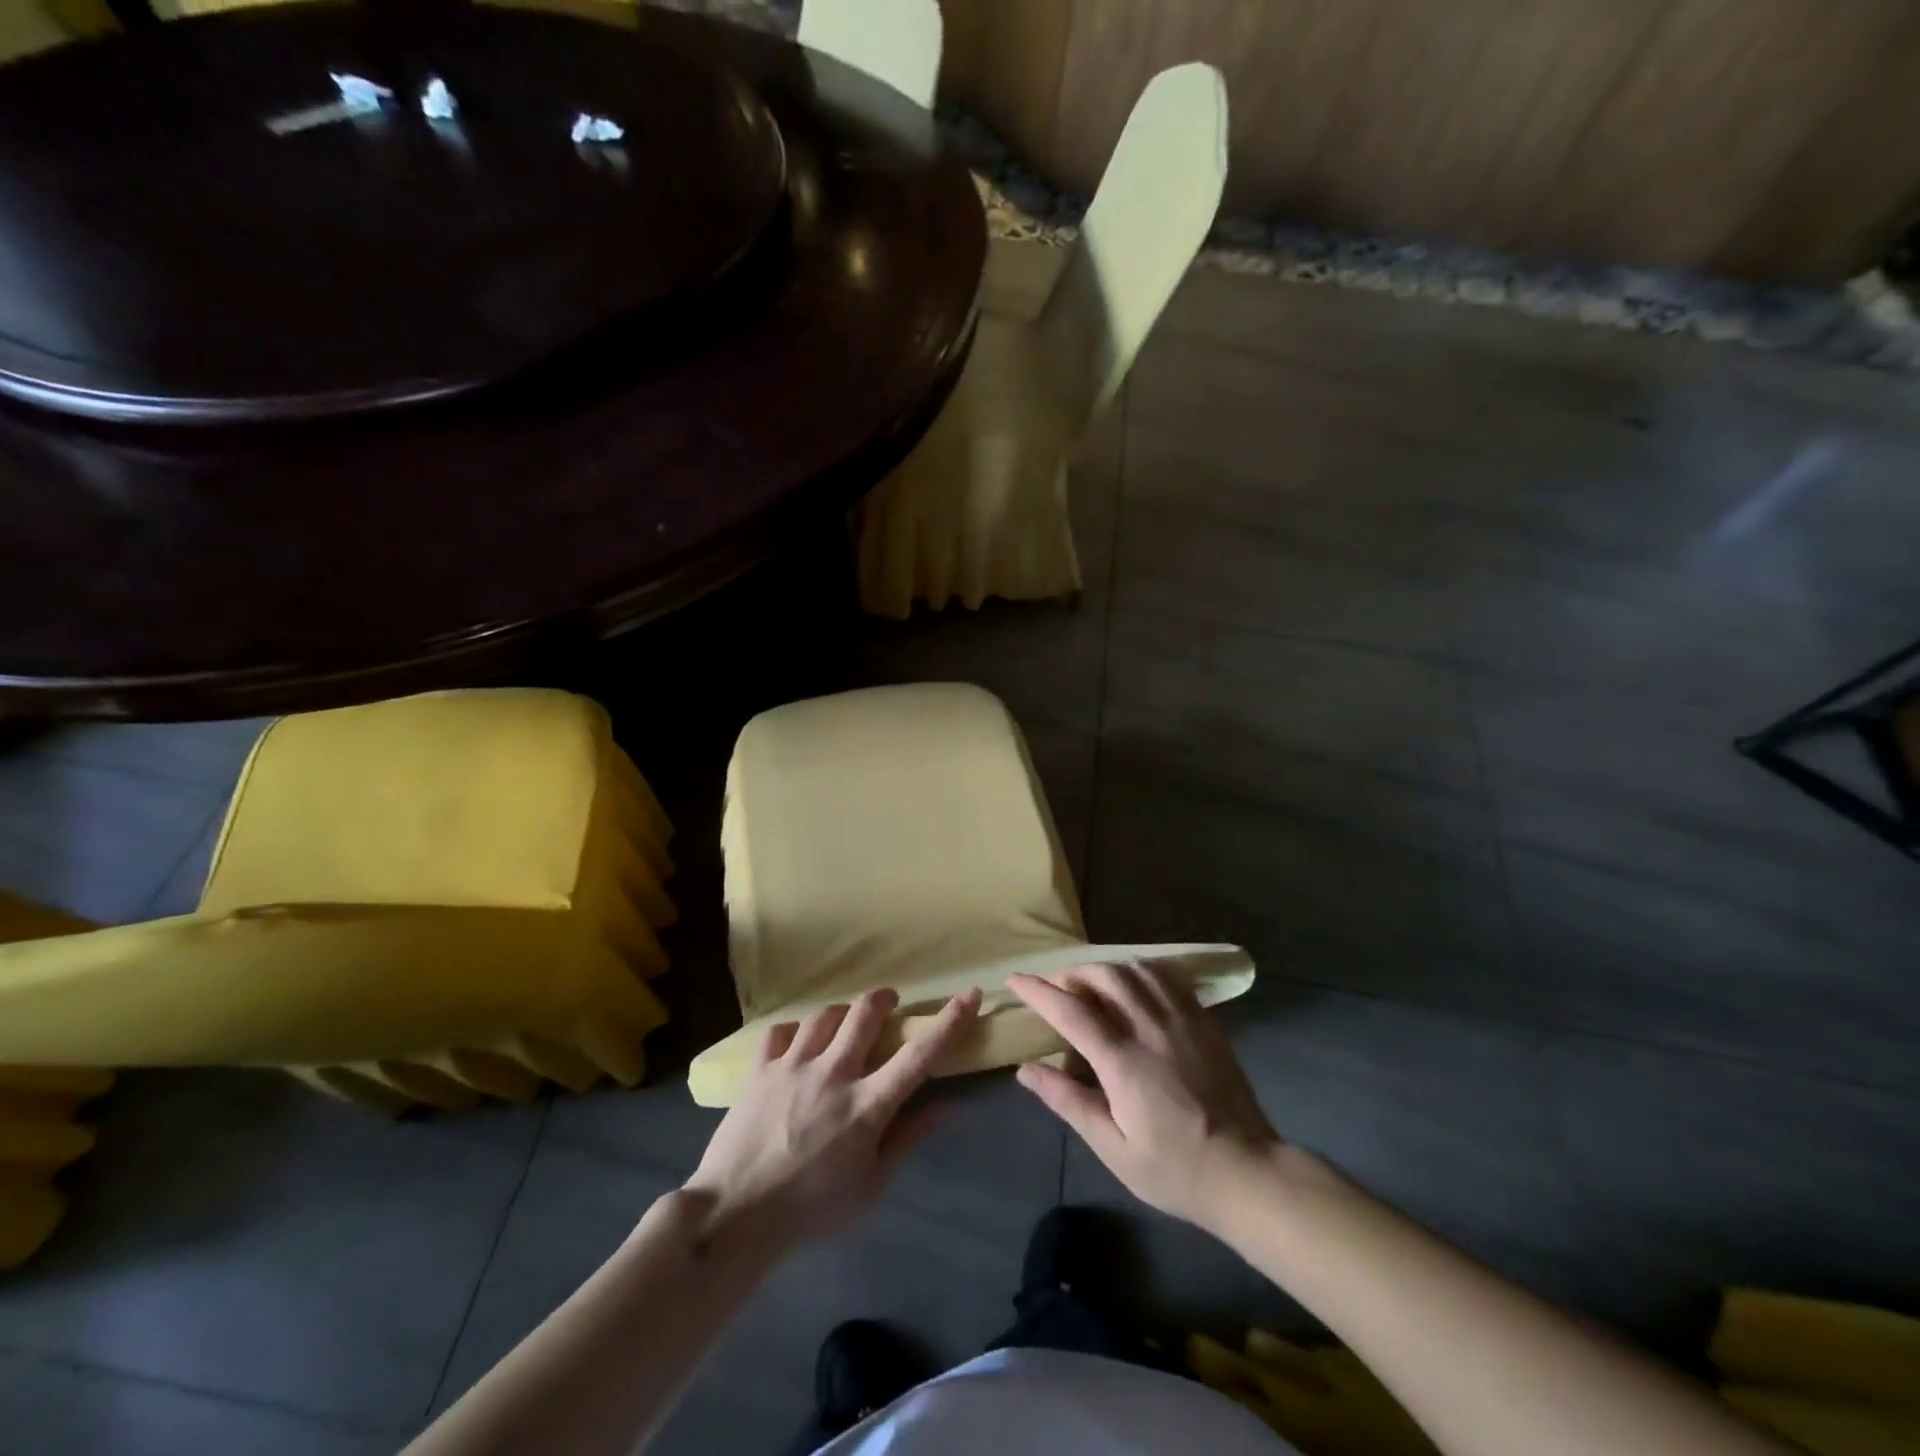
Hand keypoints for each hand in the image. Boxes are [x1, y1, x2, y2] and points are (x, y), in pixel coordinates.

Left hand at [683, 987, 980, 1246]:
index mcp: (867, 1105)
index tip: (970, 995)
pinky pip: (780, 1031)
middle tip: (888, 1003)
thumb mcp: (871, 1186)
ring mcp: (793, 1066)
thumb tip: (949, 1106)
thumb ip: (908, 1138)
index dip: (949, 1022)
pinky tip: (796, 1045)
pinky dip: (794, 1032)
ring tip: (842, 1024)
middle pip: (865, 1013)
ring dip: (840, 1014)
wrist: (734, 1217)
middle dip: (883, 999)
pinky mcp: (760, 1069)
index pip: (919, 1056)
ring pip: (824, 1015)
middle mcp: (834, 1074)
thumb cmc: (811, 1209)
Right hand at [1009, 963, 1278, 1231]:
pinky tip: (1134, 987)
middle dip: (1071, 975)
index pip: (1070, 1011)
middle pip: (1103, 977)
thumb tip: (1025, 1070)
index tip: (1016, 980)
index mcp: (1123, 1060)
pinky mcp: (1204, 1020)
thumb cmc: (1174, 1168)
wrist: (1247, 1171)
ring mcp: (1182, 1018)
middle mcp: (1151, 1027)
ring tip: (1091, 986)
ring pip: (1135, 970)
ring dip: (1105, 970)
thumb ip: (1068, 1102)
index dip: (1039, 991)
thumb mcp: (1113, 1148)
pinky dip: (1140, 973)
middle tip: (1056, 990)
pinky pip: (1167, 978)